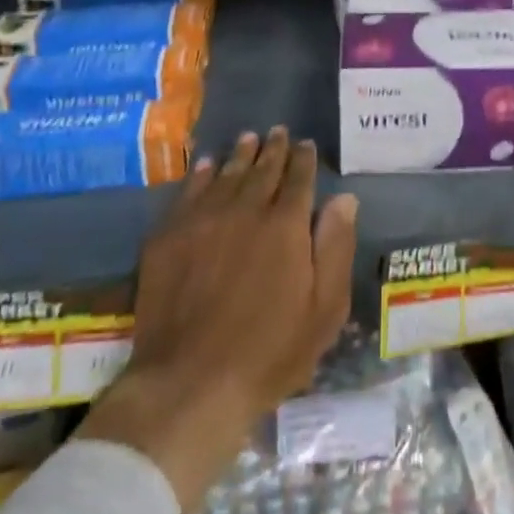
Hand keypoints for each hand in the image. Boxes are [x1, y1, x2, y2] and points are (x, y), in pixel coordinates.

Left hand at [77, 128, 357, 510]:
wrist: (190, 382)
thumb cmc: (269, 352)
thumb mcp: (324, 309)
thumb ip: (335, 247)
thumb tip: (344, 198)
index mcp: (286, 225)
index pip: (298, 179)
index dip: (304, 159)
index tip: (306, 144)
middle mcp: (246, 210)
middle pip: (262, 169)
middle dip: (274, 149)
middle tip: (278, 132)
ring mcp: (203, 220)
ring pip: (226, 175)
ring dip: (240, 154)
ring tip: (247, 139)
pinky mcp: (169, 237)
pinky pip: (189, 192)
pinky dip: (201, 175)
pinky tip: (207, 166)